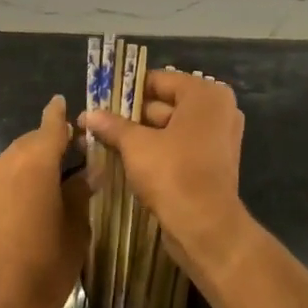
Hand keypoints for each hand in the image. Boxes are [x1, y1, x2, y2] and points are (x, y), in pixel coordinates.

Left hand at [0, 96, 88, 307]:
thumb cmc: (46, 269)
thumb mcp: (76, 230)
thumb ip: (80, 193)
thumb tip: (88, 172)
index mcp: (35, 164)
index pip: (51, 126)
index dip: (60, 114)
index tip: (65, 102)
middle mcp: (6, 165)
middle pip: (32, 141)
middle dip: (52, 141)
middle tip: (77, 151)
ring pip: (16, 159)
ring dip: (35, 160)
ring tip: (58, 175)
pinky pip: (3, 179)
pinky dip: (20, 178)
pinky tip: (35, 198)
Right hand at [80, 70, 249, 278]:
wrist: (205, 227)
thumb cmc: (173, 173)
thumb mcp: (136, 145)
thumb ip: (113, 125)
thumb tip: (88, 114)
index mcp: (205, 95)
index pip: (158, 80)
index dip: (126, 91)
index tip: (100, 101)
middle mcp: (217, 111)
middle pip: (164, 104)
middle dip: (130, 116)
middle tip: (97, 124)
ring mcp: (218, 138)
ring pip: (170, 129)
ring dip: (139, 136)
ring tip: (103, 141)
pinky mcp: (212, 163)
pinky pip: (179, 148)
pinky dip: (156, 151)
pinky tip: (124, 159)